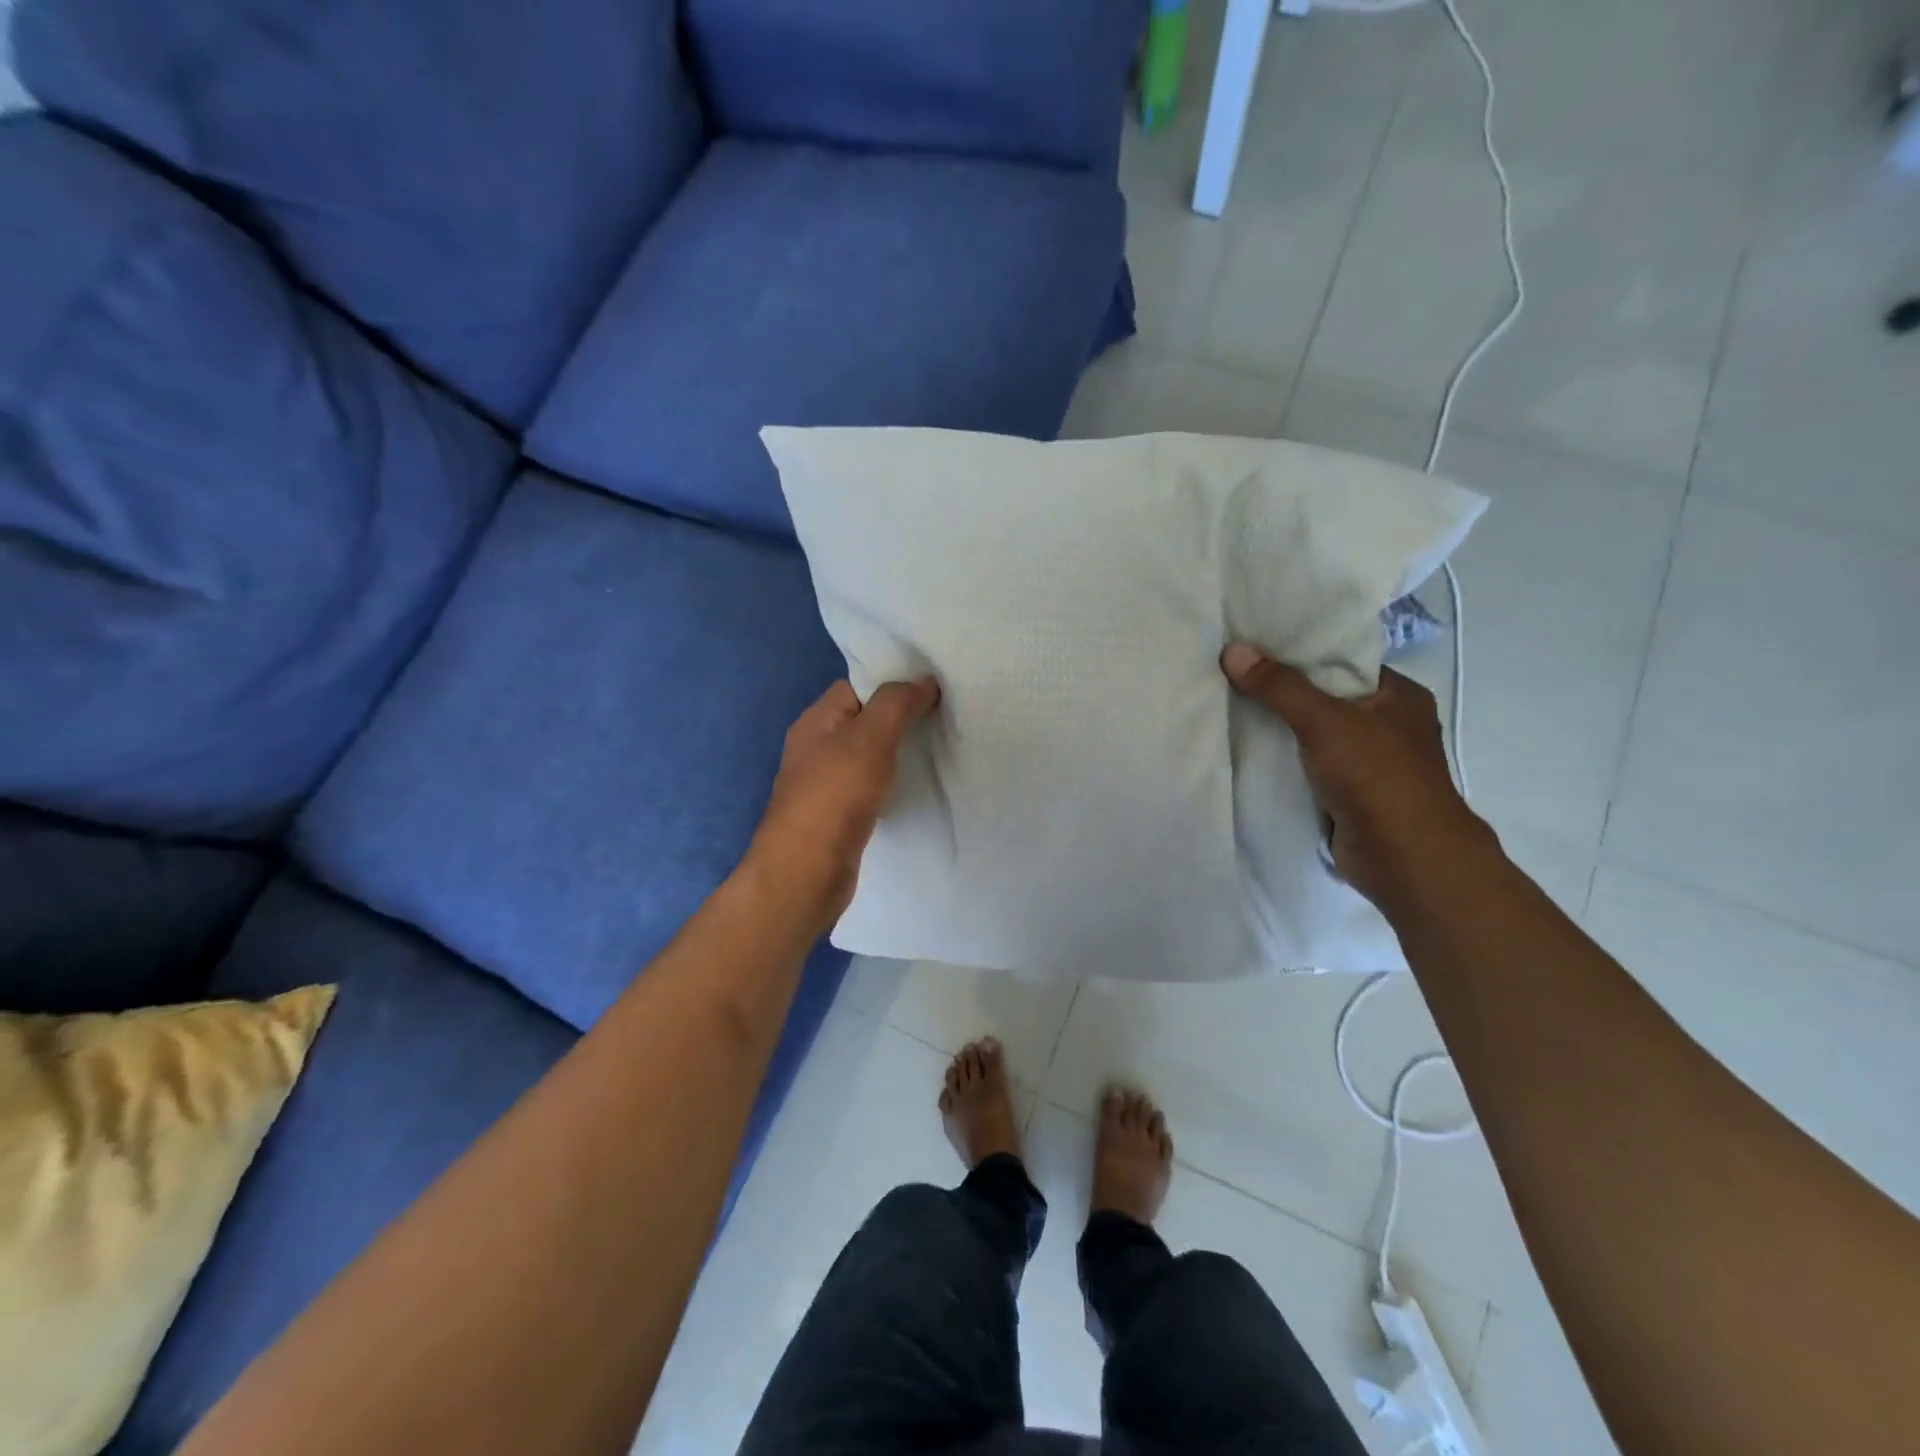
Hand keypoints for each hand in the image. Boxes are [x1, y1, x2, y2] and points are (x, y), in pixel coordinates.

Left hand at [747, 676, 940, 933]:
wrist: (807, 870)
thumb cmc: (837, 794)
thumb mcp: (871, 736)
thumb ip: (897, 703)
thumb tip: (924, 680)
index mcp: (817, 720)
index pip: (858, 686)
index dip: (893, 682)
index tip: (933, 687)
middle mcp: (816, 746)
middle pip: (864, 720)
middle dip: (901, 717)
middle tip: (944, 716)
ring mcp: (825, 783)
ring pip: (868, 755)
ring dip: (897, 752)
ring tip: (937, 747)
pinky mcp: (837, 814)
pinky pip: (869, 785)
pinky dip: (891, 782)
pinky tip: (915, 786)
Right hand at [1221, 643, 1492, 908]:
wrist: (1404, 858)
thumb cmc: (1377, 777)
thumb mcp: (1324, 721)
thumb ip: (1279, 687)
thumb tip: (1233, 650)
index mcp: (1399, 696)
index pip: (1343, 662)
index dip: (1300, 654)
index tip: (1254, 648)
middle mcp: (1388, 725)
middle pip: (1324, 699)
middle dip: (1282, 693)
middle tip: (1231, 676)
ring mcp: (1370, 763)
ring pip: (1314, 736)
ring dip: (1279, 731)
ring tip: (1228, 708)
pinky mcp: (1350, 795)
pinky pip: (1308, 768)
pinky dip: (1283, 763)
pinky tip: (1245, 752)